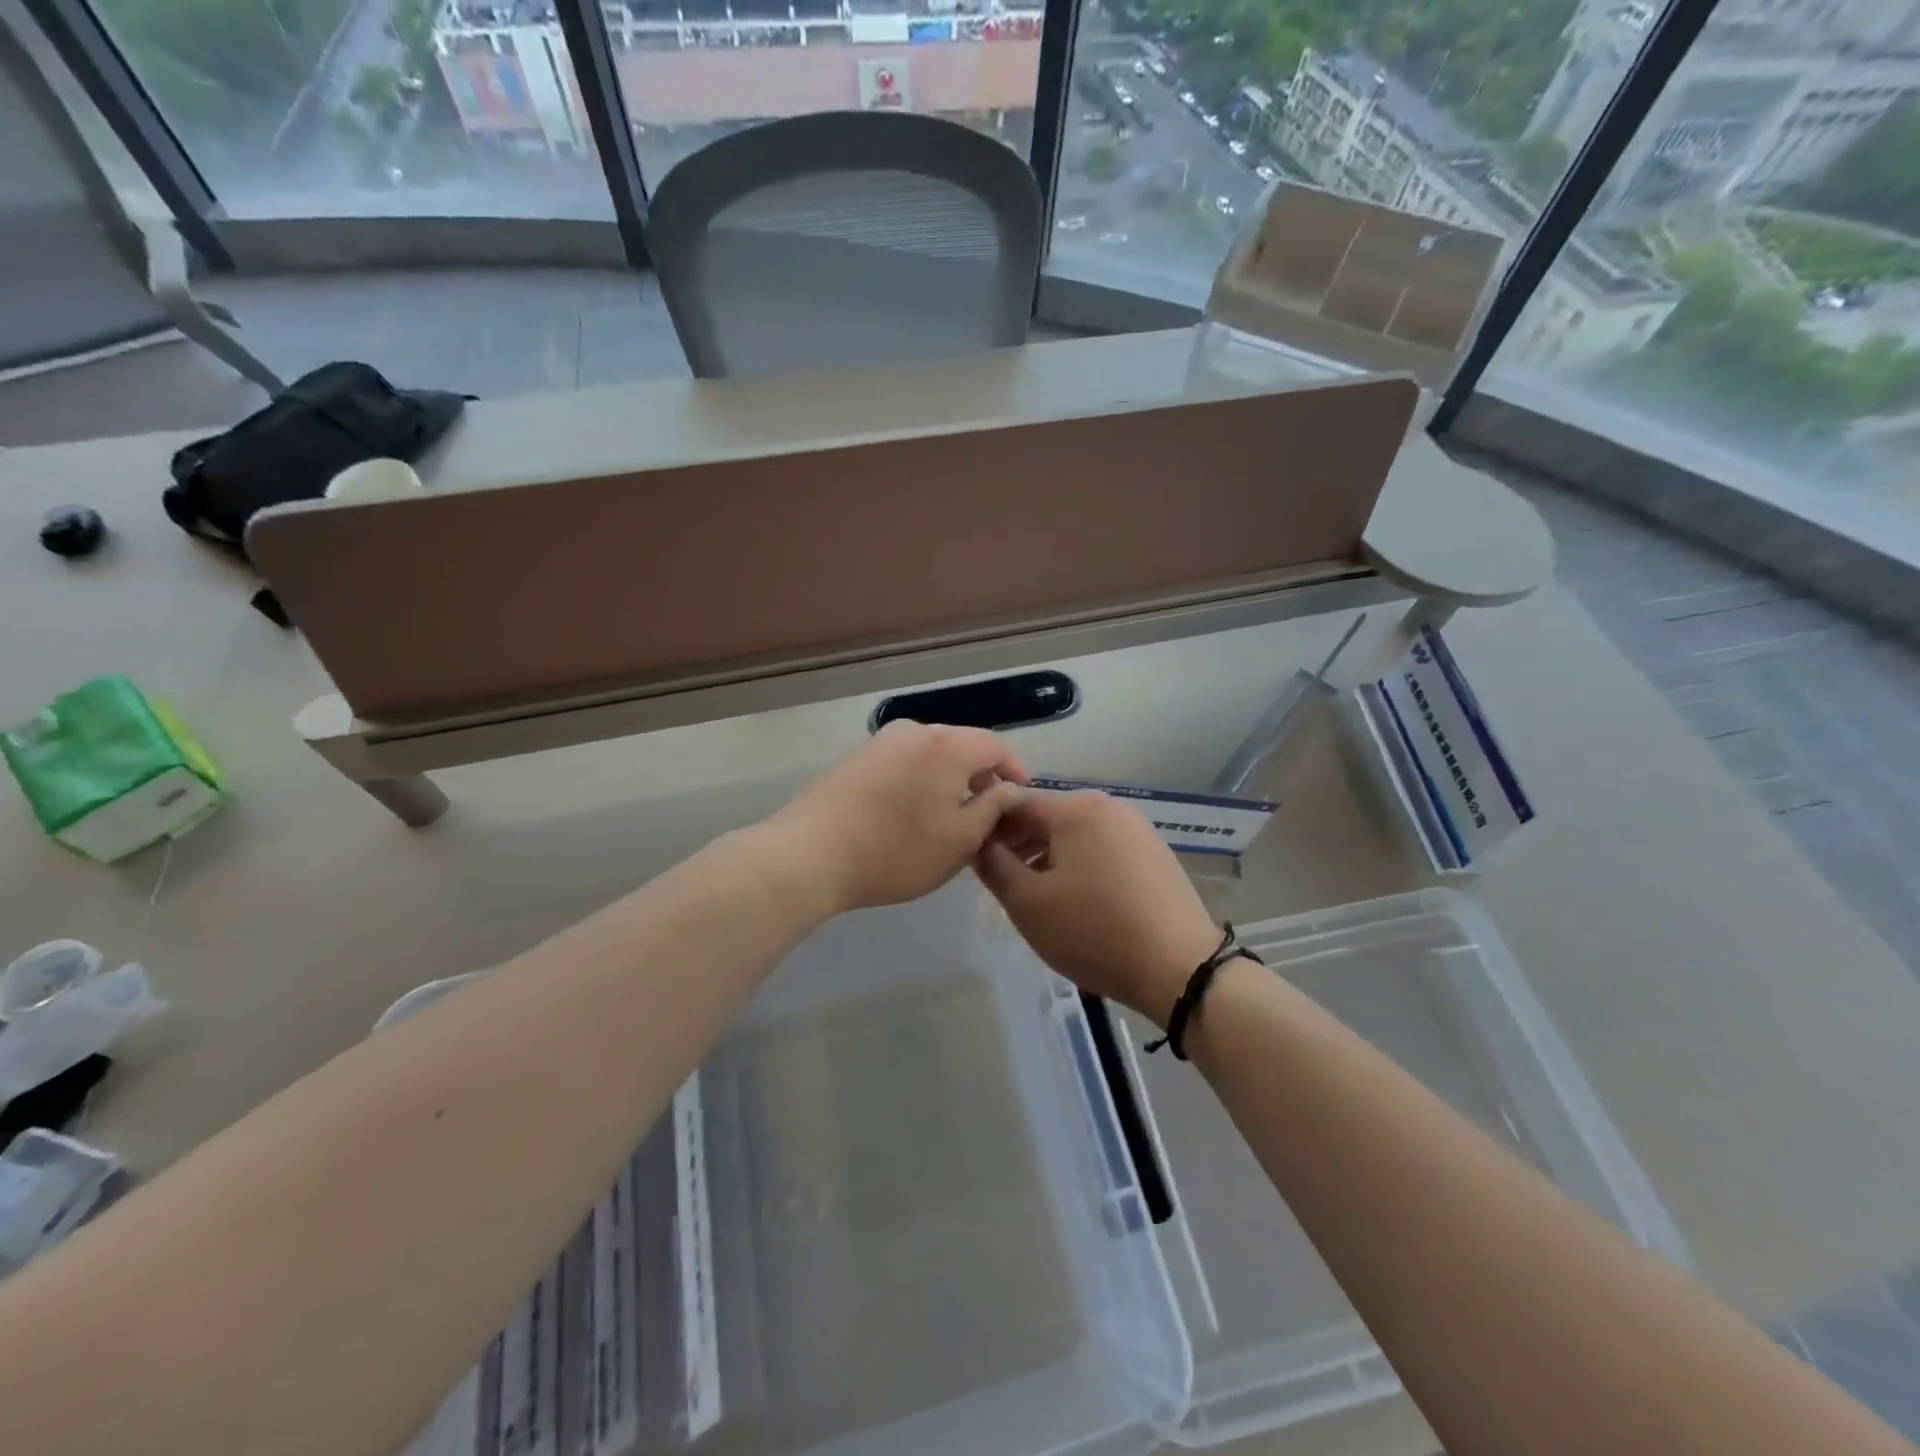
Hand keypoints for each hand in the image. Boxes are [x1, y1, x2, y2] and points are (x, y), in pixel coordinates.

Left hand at [768, 721, 1028, 912]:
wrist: (812, 853)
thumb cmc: (897, 850)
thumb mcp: (960, 840)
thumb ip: (992, 809)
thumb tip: (1007, 789)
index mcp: (948, 745)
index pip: (995, 746)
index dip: (1014, 770)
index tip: (1020, 798)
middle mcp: (915, 732)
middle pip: (962, 745)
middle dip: (980, 775)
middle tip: (987, 812)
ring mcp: (881, 742)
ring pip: (930, 754)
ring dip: (948, 779)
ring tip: (949, 816)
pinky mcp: (856, 758)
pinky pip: (903, 762)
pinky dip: (919, 780)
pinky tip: (911, 813)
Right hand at [975, 791, 1220, 1025]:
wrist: (1179, 968)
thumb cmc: (1094, 931)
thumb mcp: (1028, 903)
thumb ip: (994, 865)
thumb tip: (978, 841)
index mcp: (1077, 809)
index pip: (1016, 802)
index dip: (989, 826)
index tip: (974, 857)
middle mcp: (1109, 807)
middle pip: (1049, 816)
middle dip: (1019, 842)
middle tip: (1001, 879)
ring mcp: (1138, 829)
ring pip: (1076, 834)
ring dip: (1048, 855)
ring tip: (1036, 893)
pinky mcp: (1155, 854)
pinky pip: (1103, 848)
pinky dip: (1080, 864)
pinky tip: (1077, 899)